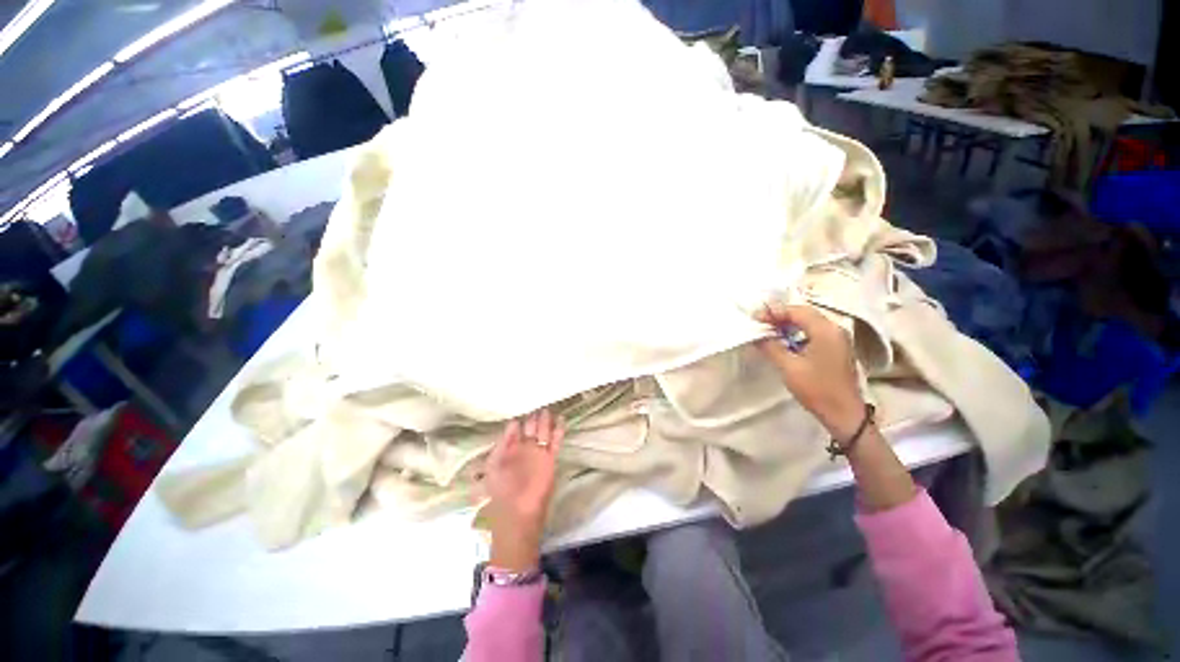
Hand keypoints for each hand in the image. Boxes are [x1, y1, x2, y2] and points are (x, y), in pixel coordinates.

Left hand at [483, 409, 563, 571]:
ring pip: (544, 432)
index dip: (519, 417)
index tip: (522, 402)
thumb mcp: (494, 464)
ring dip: (546, 420)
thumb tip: (514, 421)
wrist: (516, 513)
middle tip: (537, 400)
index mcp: (510, 450)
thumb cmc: (500, 489)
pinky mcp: (550, 459)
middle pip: (531, 427)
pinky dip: (559, 430)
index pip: (516, 428)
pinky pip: (556, 441)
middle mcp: (525, 449)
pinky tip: (561, 418)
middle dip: (534, 415)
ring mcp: (538, 453)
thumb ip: (503, 443)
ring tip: (548, 407)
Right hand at [755, 303, 865, 438]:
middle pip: (804, 313)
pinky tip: (784, 340)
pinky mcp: (836, 348)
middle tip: (759, 321)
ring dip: (788, 323)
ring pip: (809, 322)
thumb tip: (757, 335)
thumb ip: (771, 347)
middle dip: (780, 315)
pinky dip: (796, 332)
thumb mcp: (789, 367)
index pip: (797, 311)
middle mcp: (835, 329)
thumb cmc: (817, 389)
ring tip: (768, 330)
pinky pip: (813, 332)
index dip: (774, 311)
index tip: (755, 317)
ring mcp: (837, 339)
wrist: (844, 414)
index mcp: (826, 331)